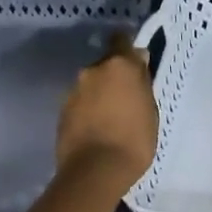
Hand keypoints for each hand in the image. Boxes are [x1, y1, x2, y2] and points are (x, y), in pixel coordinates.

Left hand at [55, 34, 157, 196]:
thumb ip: (141, 83)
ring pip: (91, 85)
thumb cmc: (134, 140)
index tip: (136, 62)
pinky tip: (96, 128)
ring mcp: (73, 91)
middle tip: (126, 98)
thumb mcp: (150, 110)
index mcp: (119, 66)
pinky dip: (88, 110)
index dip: (128, 49)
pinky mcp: (62, 111)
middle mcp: (92, 71)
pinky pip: (80, 103)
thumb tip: (138, 64)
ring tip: (110, 117)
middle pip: (105, 65)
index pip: (121, 40)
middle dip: (114, 77)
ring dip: (99, 94)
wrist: (95, 171)